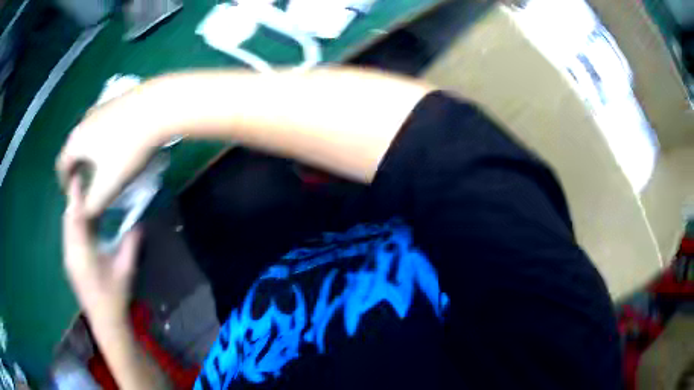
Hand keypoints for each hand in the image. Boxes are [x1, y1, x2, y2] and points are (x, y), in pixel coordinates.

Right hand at [56, 83, 166, 217]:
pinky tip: (118, 147)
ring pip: (89, 137)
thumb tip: (83, 214)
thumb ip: (92, 204)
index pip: (61, 165)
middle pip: (74, 149)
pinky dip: (104, 141)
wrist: (158, 106)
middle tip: (87, 185)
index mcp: (75, 141)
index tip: (72, 196)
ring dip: (91, 154)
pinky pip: (104, 126)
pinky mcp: (118, 101)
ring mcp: (101, 107)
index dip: (64, 183)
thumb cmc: (127, 149)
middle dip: (78, 169)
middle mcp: (84, 121)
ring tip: (102, 169)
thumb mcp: (107, 186)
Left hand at [62, 178, 141, 325]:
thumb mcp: (125, 270)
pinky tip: (81, 223)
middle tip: (82, 183)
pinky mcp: (70, 264)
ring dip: (72, 212)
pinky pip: (68, 236)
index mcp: (82, 252)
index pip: (76, 217)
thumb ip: (131, 244)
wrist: (105, 322)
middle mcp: (70, 252)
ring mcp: (68, 259)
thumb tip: (139, 222)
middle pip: (67, 219)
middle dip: (73, 200)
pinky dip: (72, 224)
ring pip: (66, 228)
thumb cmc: (115, 297)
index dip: (76, 196)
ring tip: (82, 198)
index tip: (78, 176)